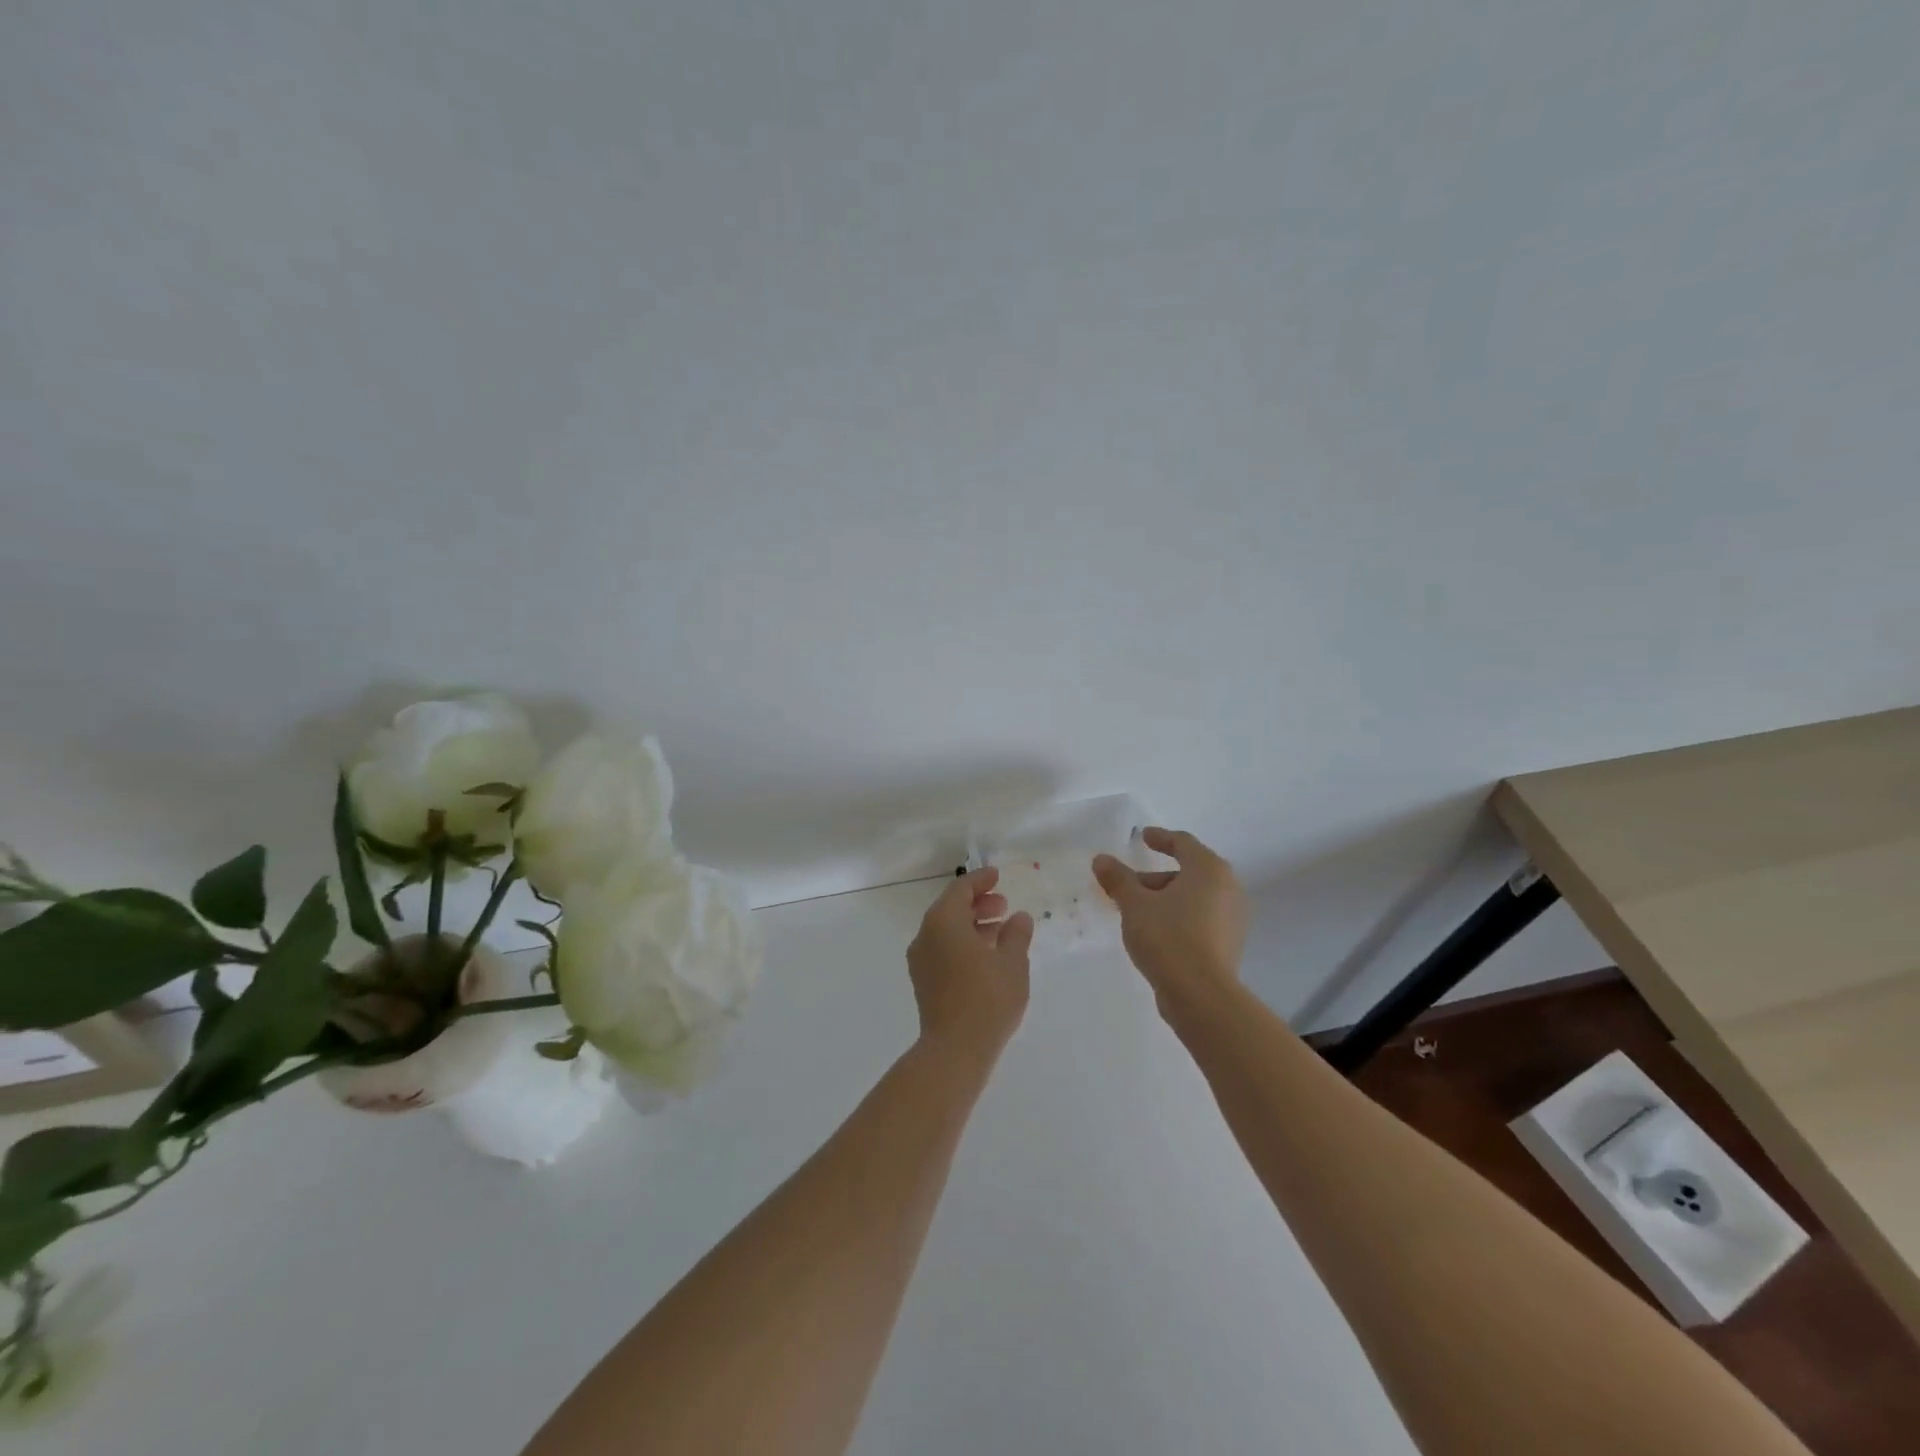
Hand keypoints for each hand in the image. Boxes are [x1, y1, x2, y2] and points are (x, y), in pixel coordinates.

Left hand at [907, 868, 1033, 1062]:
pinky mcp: (923, 981)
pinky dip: (963, 943)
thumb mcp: (1012, 963)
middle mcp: (926, 935)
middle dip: (977, 903)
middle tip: (1003, 905)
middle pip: (950, 908)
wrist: (955, 1050)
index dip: (980, 880)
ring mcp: (921, 960)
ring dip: (971, 925)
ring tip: (1000, 930)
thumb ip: (1016, 935)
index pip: (960, 889)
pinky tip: (986, 956)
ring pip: (946, 930)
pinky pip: (943, 949)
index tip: (997, 876)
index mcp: (943, 922)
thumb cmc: (987, 999)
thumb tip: (1019, 918)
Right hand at [1093, 828, 1246, 1011]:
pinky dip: (1179, 916)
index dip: (1161, 838)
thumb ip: (1118, 879)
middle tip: (1128, 883)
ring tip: (1136, 911)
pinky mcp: (1230, 943)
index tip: (1143, 837)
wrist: (1201, 995)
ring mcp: (1233, 917)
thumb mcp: (1135, 905)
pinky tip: (1155, 931)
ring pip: (1195, 897)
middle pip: (1189, 871)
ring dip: (1166, 898)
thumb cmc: (1168, 937)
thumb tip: (1101, 859)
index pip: (1183, 843)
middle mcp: (1228, 888)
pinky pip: (1201, 917)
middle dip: (1156, 876)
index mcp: (1209, 869)